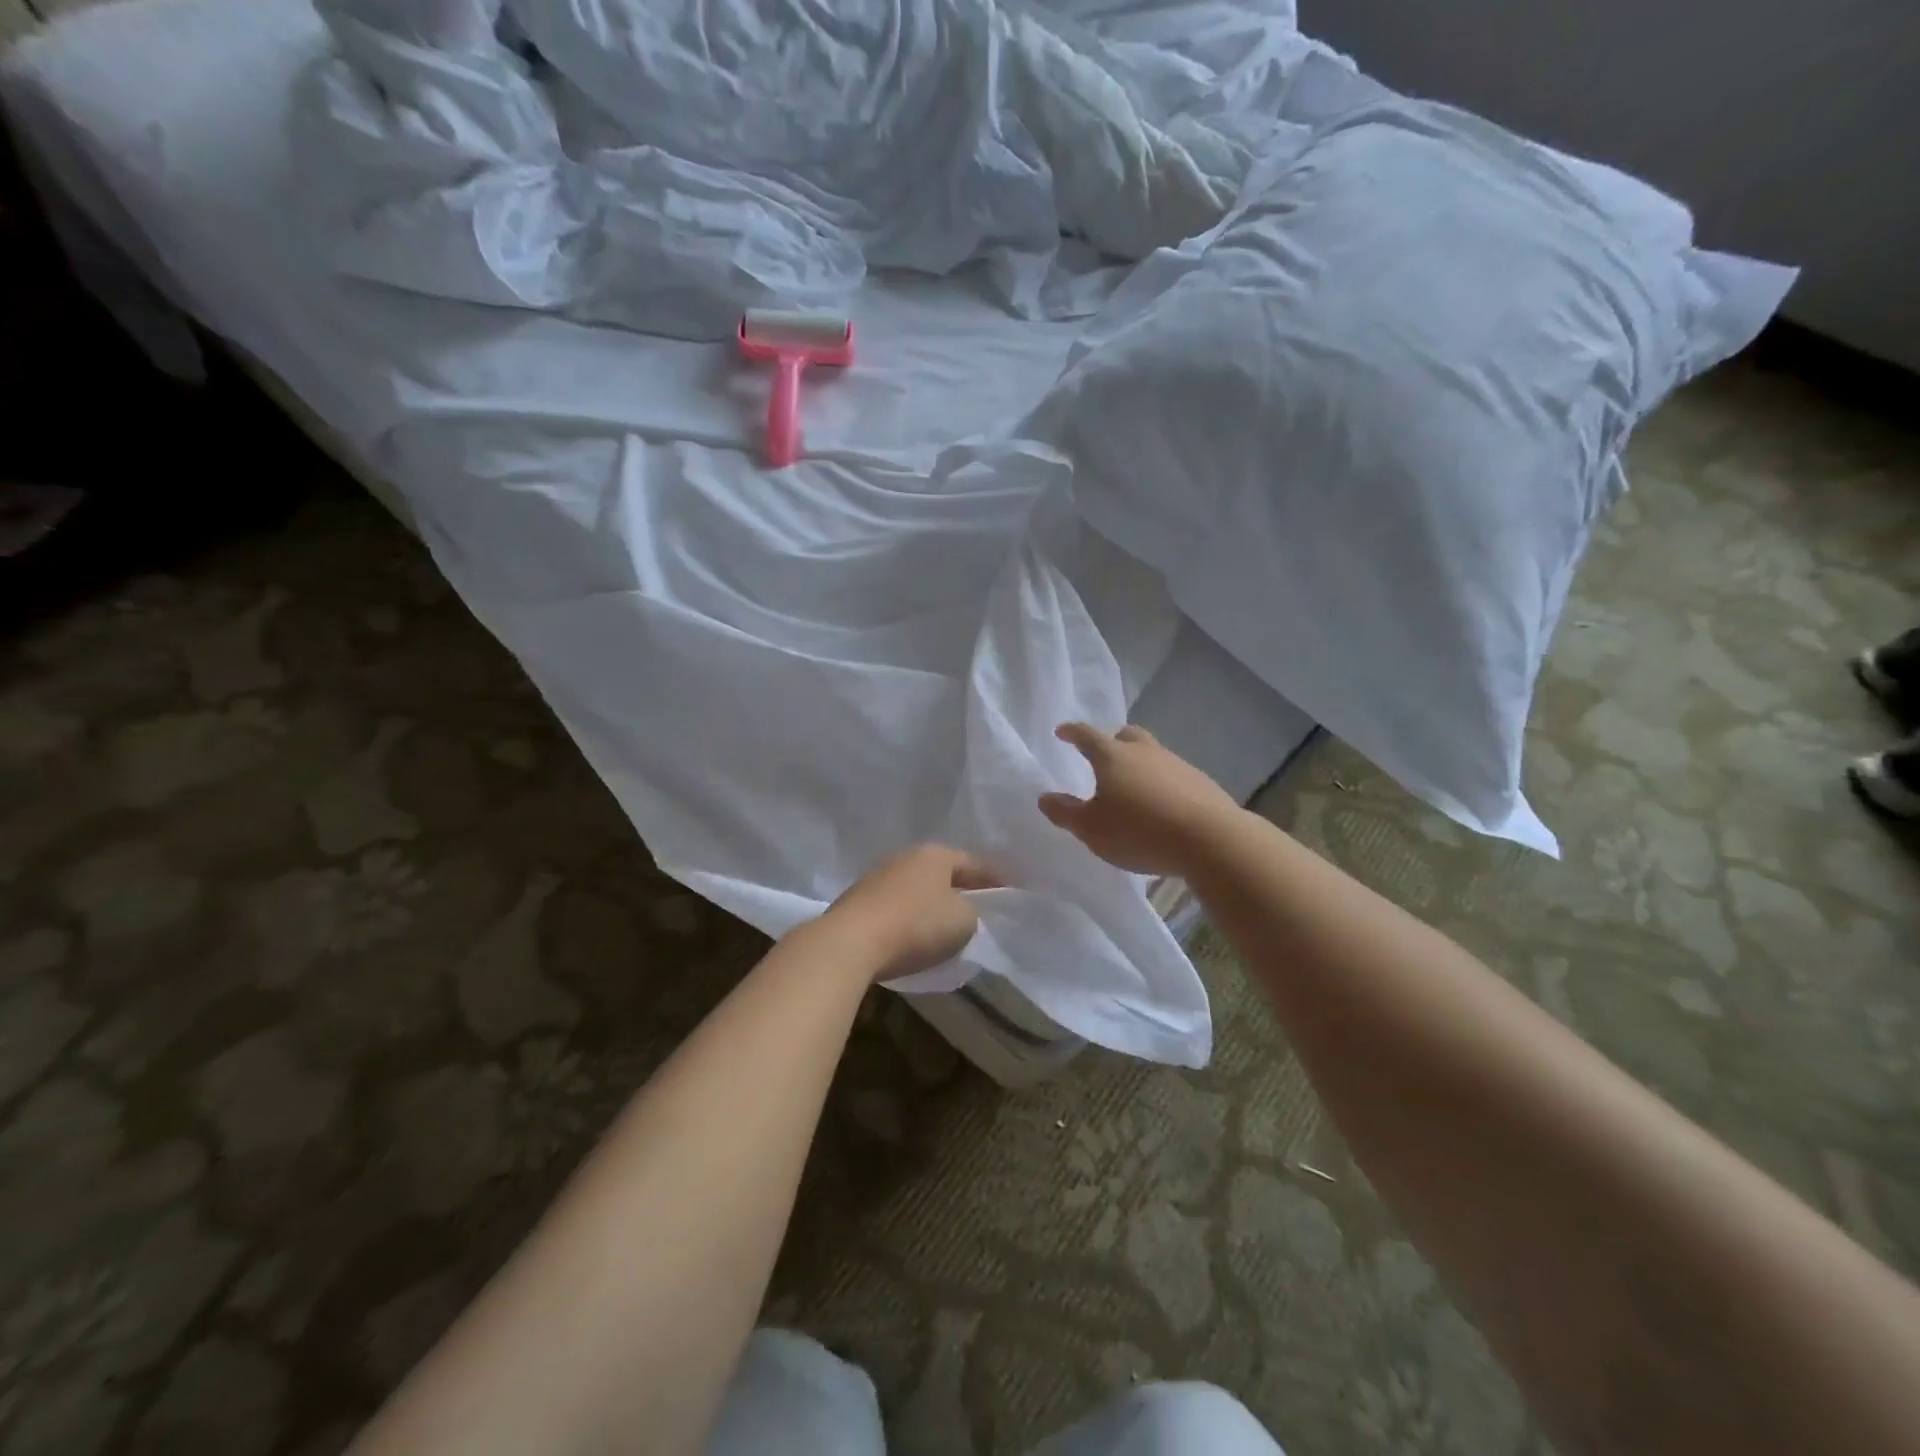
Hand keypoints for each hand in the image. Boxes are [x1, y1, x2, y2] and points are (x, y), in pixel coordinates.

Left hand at [822, 844, 1001, 981]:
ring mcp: (876, 878)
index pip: (973, 863)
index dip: (994, 879)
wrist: (850, 943)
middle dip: (959, 889)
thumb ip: (971, 913)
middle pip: (941, 873)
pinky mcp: (856, 903)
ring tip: (944, 924)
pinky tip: (912, 936)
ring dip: (930, 904)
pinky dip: (907, 919)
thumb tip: (960, 912)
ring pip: (915, 889)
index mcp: (934, 854)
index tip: (1010, 891)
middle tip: (979, 906)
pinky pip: (894, 908)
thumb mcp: (963, 922)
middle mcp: (904, 857)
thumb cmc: (916, 926)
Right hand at [1038, 723, 1240, 875]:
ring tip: (1133, 788)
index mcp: (1112, 757)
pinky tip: (1162, 806)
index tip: (1062, 732)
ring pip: (1152, 755)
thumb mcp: (1091, 829)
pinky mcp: (1201, 783)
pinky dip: (1162, 784)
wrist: (1209, 840)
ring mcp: (1177, 764)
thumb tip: (1045, 797)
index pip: (1087, 736)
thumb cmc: (1138, 831)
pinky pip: (1174, 776)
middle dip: (1112, 741)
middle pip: (1126, 736)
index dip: (1072, 733)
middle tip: (1103, 756)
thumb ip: (1066, 812)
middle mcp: (1145, 752)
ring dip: (1140, 764)